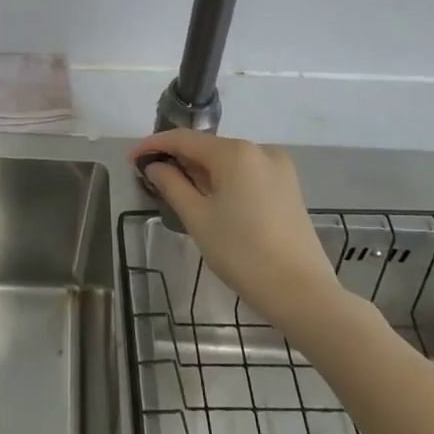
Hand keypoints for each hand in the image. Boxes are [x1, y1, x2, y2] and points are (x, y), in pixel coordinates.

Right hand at [131, 131, 348, 327]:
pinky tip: (210, 200)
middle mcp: (259, 150)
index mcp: (236, 152)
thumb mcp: (198, 218)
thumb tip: (154, 166)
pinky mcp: (288, 187)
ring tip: (176, 192)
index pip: (184, 139)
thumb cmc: (243, 254)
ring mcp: (278, 167)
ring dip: (200, 172)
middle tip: (151, 180)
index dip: (154, 146)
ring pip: (227, 161)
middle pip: (207, 148)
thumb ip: (172, 184)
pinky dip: (224, 181)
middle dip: (178, 160)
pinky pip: (246, 174)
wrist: (303, 293)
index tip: (131, 160)